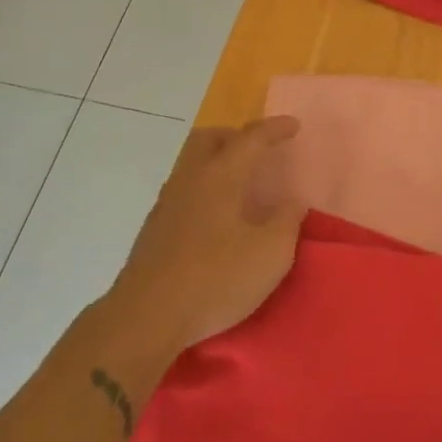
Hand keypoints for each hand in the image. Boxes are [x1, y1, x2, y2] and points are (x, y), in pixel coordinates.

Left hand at [106, 117, 306, 355]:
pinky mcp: (155, 228)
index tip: (294, 125)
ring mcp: (167, 202)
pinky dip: (205, 186)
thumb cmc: (216, 279)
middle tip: (259, 150)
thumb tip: (292, 201)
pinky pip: (184, 188)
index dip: (275, 129)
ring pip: (192, 162)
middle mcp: (191, 179)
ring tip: (241, 183)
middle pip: (209, 138)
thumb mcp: (271, 254)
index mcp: (221, 176)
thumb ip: (287, 221)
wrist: (147, 316)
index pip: (251, 138)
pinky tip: (217, 215)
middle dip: (236, 135)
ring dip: (217, 161)